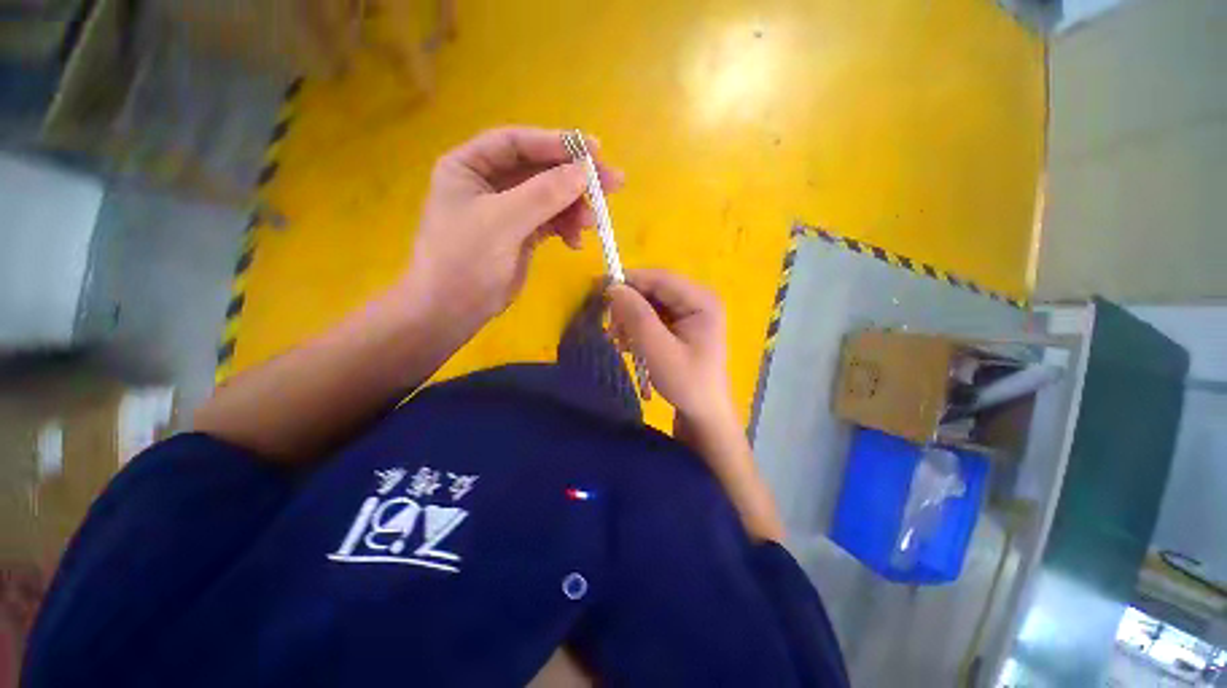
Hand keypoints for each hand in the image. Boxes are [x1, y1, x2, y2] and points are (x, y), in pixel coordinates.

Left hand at [399, 127, 623, 334]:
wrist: (453, 311)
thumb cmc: (465, 260)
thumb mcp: (502, 222)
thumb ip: (543, 194)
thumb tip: (585, 171)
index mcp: (471, 166)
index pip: (518, 143)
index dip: (556, 143)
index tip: (594, 149)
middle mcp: (490, 182)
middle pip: (540, 170)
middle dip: (574, 177)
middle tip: (613, 183)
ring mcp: (508, 210)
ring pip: (550, 198)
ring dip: (574, 207)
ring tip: (592, 223)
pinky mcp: (522, 235)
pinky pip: (551, 222)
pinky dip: (566, 228)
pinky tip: (575, 242)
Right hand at [607, 269, 736, 429]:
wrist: (703, 413)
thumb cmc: (686, 383)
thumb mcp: (658, 349)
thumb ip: (637, 316)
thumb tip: (613, 286)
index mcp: (701, 300)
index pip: (660, 278)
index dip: (629, 280)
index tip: (598, 288)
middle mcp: (698, 300)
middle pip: (654, 290)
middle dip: (628, 306)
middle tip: (610, 327)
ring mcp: (690, 313)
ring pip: (650, 304)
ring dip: (630, 319)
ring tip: (617, 340)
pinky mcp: (681, 326)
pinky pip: (653, 318)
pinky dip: (637, 328)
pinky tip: (627, 345)